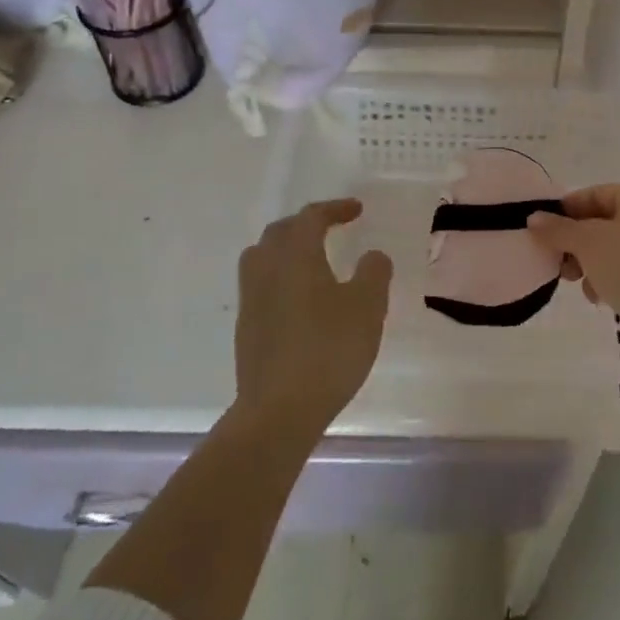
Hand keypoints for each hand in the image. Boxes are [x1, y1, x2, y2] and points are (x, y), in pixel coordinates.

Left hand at [235, 198, 393, 431]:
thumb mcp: (367, 307)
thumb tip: (372, 256)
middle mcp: (267, 270)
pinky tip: (300, 299)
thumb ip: (374, 273)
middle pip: (280, 232)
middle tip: (331, 228)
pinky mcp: (246, 328)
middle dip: (306, 224)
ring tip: (310, 259)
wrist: (278, 410)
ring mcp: (251, 300)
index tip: (357, 210)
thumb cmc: (328, 350)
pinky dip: (280, 277)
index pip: (311, 218)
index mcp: (296, 256)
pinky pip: (260, 285)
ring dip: (286, 249)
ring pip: (262, 257)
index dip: (335, 209)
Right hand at [528, 183, 619, 377]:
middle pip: (597, 223)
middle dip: (574, 244)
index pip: (590, 195)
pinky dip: (606, 280)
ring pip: (607, 249)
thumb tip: (533, 217)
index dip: (562, 214)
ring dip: (588, 265)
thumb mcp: (589, 243)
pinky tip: (600, 298)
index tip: (539, 236)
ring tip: (579, 284)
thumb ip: (558, 229)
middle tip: (558, 265)